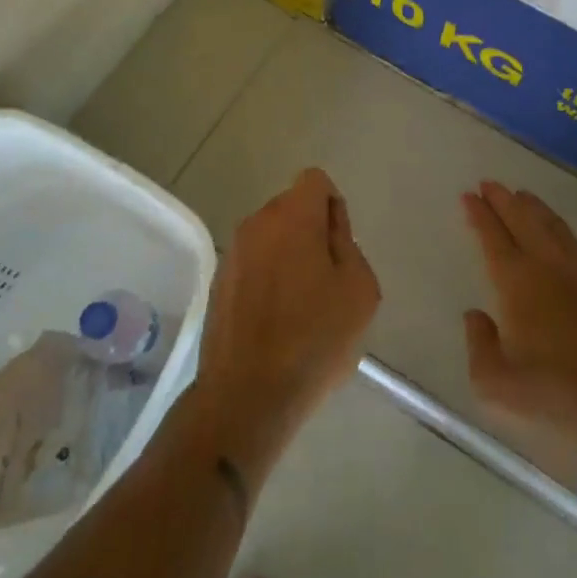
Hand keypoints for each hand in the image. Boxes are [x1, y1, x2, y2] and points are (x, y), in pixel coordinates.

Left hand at [194, 169, 380, 472]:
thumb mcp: (358, 289)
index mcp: (292, 217)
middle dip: (310, 231)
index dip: (333, 207)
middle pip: (291, 207)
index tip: (339, 248)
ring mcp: (232, 253)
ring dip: (287, 255)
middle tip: (326, 281)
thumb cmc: (315, 340)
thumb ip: (347, 242)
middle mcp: (256, 223)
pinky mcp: (218, 282)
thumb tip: (329, 225)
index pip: (315, 181)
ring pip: (270, 236)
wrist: (247, 396)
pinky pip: (252, 263)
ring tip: (301, 306)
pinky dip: (266, 278)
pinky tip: (275, 321)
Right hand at [462, 180, 576, 445]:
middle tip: (490, 184)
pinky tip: (565, 245)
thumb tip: (475, 316)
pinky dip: (565, 238)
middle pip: (524, 220)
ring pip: (555, 228)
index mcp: (517, 283)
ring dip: (536, 209)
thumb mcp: (497, 384)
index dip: (480, 215)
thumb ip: (479, 345)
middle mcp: (550, 266)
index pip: (493, 238)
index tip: (470, 195)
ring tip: (524, 196)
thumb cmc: (558, 394)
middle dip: (504, 200)